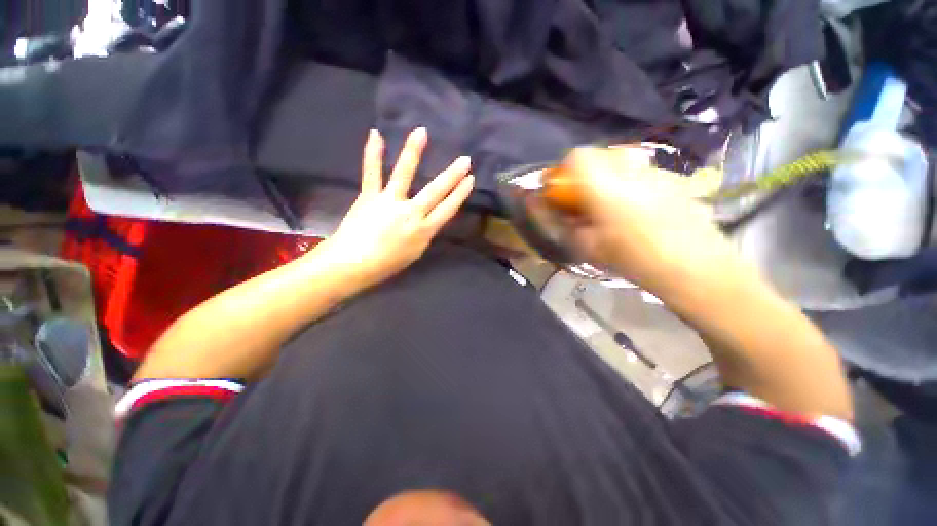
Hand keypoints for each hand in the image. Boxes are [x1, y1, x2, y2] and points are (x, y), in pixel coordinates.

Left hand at [313, 128, 473, 290]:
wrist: (353, 265)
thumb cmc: (386, 265)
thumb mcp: (414, 253)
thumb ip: (422, 234)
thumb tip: (425, 220)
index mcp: (424, 230)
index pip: (447, 208)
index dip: (460, 194)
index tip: (470, 179)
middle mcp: (410, 213)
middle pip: (435, 191)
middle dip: (452, 175)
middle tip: (465, 160)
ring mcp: (389, 202)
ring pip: (404, 174)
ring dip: (413, 152)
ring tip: (422, 132)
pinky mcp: (369, 196)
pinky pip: (372, 173)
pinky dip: (372, 154)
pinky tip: (375, 134)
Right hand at [566, 147, 738, 293]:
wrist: (696, 268)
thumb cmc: (635, 259)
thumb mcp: (588, 247)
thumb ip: (566, 224)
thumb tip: (552, 209)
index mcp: (606, 187)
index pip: (578, 156)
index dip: (564, 169)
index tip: (563, 190)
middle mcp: (632, 171)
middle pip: (601, 155)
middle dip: (587, 174)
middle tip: (586, 200)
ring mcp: (657, 173)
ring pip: (623, 163)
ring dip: (610, 178)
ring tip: (613, 206)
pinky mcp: (676, 180)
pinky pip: (643, 173)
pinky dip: (632, 184)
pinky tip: (639, 210)